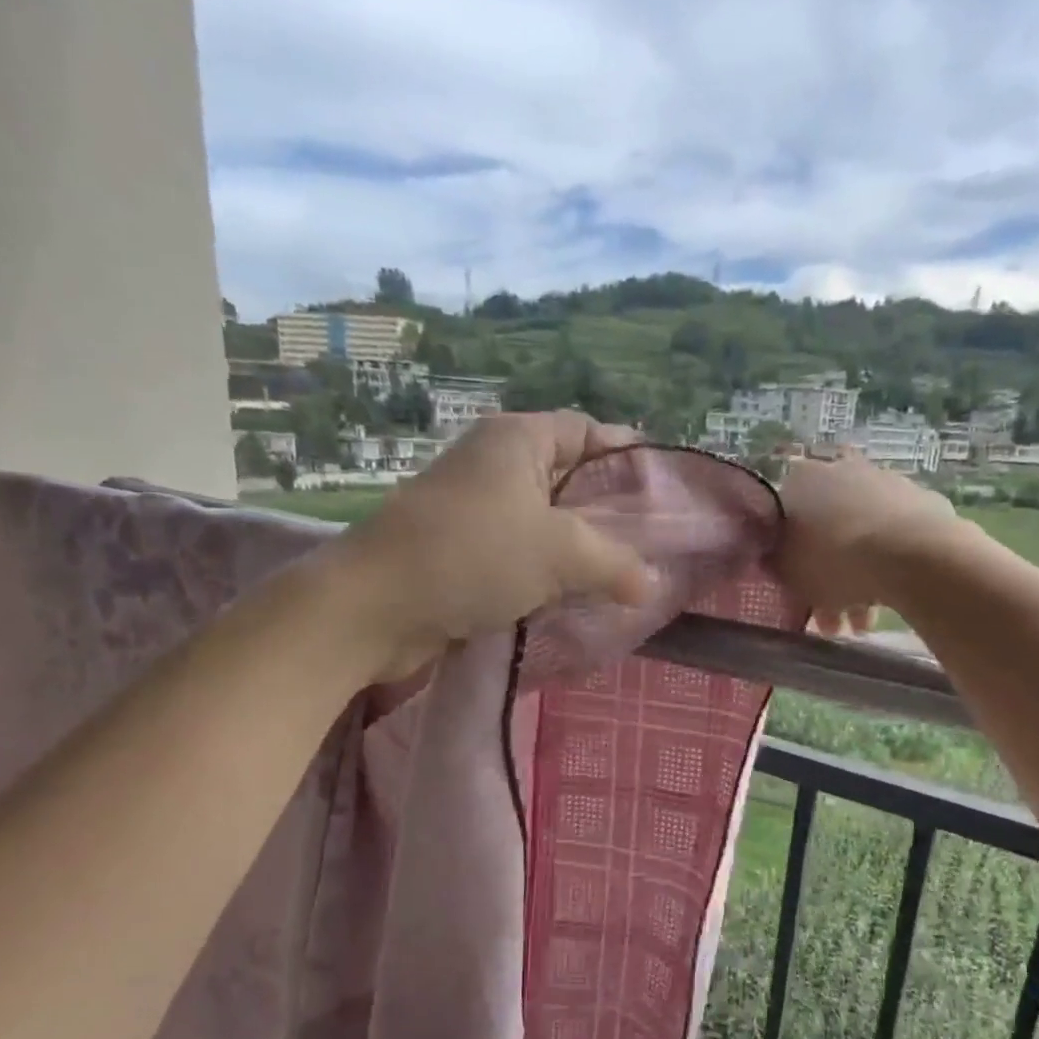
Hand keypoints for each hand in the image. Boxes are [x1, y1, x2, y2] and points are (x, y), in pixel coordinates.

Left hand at [341, 411, 652, 678]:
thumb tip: (651, 584)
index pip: (587, 431)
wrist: (375, 607)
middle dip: (608, 513)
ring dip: (578, 552)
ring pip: (543, 524)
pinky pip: (519, 556)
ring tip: (621, 579)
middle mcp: (493, 465)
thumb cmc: (473, 556)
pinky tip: (574, 602)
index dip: (627, 456)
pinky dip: (546, 576)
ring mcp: (473, 511)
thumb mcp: (560, 552)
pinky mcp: (460, 553)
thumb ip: (615, 563)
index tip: (664, 492)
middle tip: (651, 546)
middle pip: (568, 479)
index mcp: (516, 440)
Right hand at [776, 453, 961, 633]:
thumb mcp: (787, 572)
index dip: (788, 556)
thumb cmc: (834, 561)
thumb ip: (778, 563)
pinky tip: (886, 602)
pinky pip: (893, 540)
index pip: (784, 517)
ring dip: (858, 580)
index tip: (795, 585)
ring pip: (861, 537)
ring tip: (861, 624)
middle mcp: (841, 470)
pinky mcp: (921, 501)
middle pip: (826, 529)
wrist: (912, 554)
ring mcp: (885, 482)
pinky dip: (887, 568)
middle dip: (827, 572)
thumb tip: (778, 558)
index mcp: (801, 480)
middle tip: (829, 613)